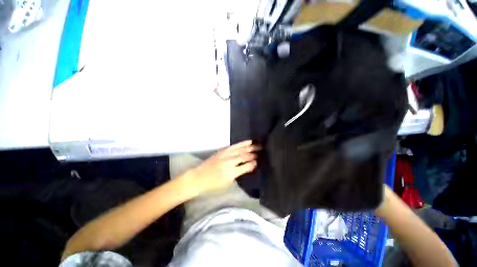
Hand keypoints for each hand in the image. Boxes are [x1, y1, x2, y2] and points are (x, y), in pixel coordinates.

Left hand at [187, 140, 260, 193]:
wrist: (198, 177)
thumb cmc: (213, 185)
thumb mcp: (227, 183)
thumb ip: (239, 174)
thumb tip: (249, 167)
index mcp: (231, 172)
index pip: (247, 166)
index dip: (254, 163)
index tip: (261, 161)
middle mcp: (230, 161)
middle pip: (245, 156)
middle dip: (255, 153)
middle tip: (264, 151)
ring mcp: (226, 154)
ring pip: (241, 149)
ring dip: (251, 147)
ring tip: (259, 145)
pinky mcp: (223, 151)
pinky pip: (234, 146)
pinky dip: (242, 143)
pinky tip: (248, 141)